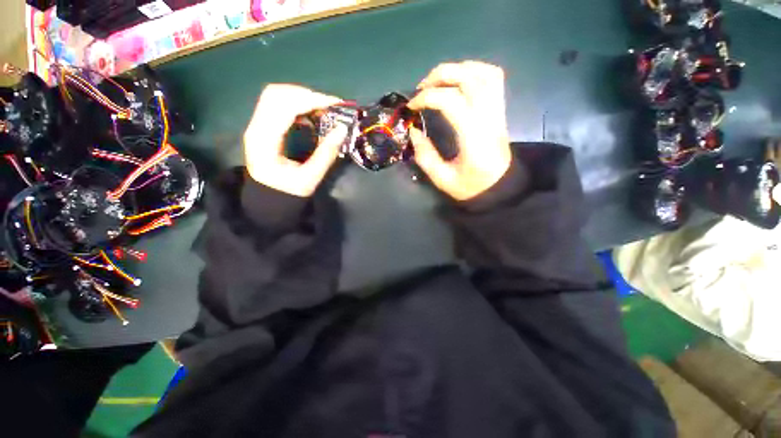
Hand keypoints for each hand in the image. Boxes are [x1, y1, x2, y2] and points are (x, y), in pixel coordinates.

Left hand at [244, 84, 347, 196]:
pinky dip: (296, 104)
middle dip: (306, 95)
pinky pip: (277, 104)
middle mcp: (256, 127)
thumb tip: (342, 129)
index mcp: (264, 141)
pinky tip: (310, 114)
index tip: (334, 104)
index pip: (283, 106)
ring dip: (301, 97)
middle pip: (276, 93)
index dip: (310, 100)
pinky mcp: (262, 126)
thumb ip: (326, 153)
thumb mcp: (311, 178)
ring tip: (323, 108)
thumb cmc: (288, 192)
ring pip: (275, 95)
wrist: (269, 200)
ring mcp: (256, 125)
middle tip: (330, 106)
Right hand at [408, 61, 511, 200]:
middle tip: (421, 89)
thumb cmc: (471, 187)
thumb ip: (425, 156)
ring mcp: (497, 112)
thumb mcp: (443, 179)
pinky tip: (459, 81)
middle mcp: (488, 118)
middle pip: (468, 78)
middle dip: (439, 76)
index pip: (451, 101)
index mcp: (473, 137)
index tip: (411, 107)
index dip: (427, 97)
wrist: (500, 188)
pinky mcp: (500, 111)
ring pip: (484, 73)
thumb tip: (413, 131)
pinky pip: (494, 78)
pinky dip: (475, 71)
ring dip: (457, 70)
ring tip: (438, 82)